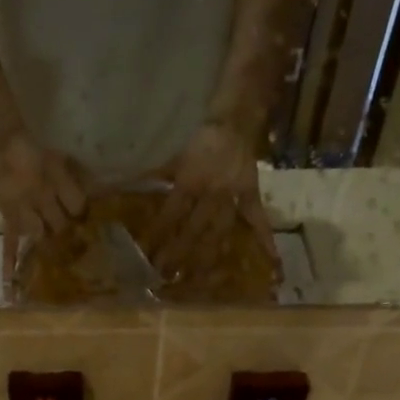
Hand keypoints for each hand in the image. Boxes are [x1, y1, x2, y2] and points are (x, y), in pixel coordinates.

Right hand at [0, 130, 87, 290]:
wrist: (2, 145)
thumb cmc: (36, 152)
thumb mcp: (62, 159)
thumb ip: (78, 177)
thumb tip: (101, 194)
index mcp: (56, 180)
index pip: (78, 205)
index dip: (83, 212)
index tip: (87, 217)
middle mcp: (41, 198)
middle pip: (60, 224)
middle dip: (67, 231)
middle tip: (73, 238)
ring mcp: (23, 211)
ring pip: (40, 235)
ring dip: (48, 242)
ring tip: (54, 250)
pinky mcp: (8, 219)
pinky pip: (8, 243)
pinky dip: (10, 264)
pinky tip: (11, 288)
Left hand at [147, 120, 276, 285]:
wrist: (234, 119)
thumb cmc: (200, 139)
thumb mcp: (175, 157)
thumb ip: (156, 175)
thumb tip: (126, 185)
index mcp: (190, 181)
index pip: (171, 213)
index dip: (158, 234)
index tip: (146, 255)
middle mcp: (211, 193)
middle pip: (194, 229)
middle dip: (179, 253)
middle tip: (166, 275)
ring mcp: (233, 196)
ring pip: (220, 231)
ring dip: (209, 256)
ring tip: (199, 280)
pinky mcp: (250, 195)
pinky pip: (259, 219)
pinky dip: (266, 239)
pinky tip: (273, 261)